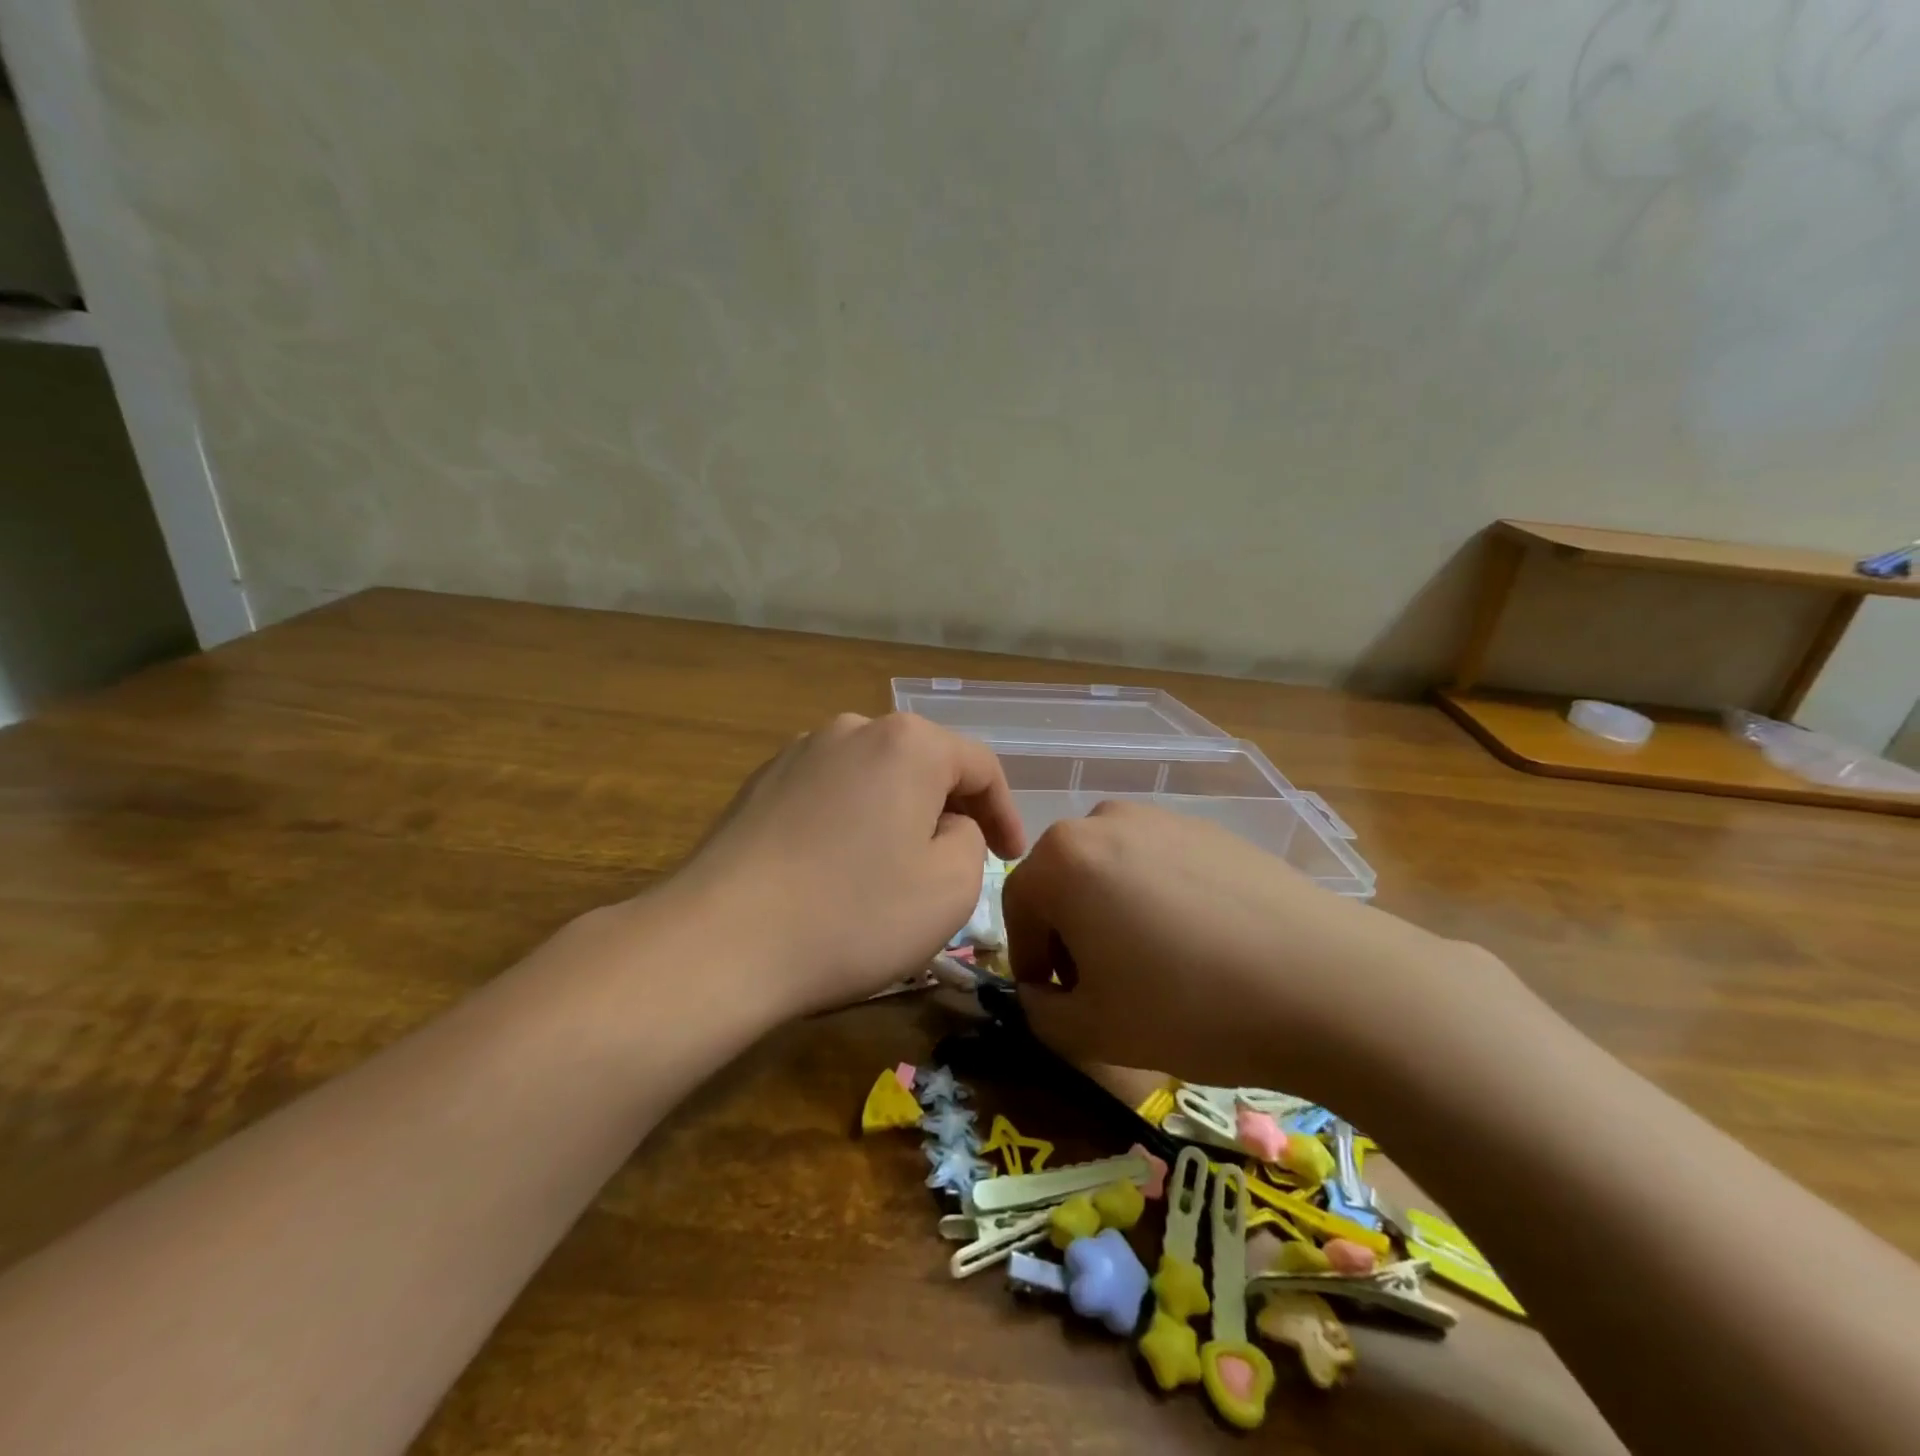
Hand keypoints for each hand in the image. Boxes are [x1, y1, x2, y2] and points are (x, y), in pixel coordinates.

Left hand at [669, 712, 1026, 1015]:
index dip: (1005, 812)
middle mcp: (853, 728)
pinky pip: (830, 794)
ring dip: (898, 815)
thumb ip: (971, 840)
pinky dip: (851, 822)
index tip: (1010, 857)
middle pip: (924, 764)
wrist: (720, 941)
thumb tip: (947, 825)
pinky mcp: (760, 783)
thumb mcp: (950, 888)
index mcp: (908, 743)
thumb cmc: (853, 914)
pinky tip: (839, 868)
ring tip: (897, 868)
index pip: (980, 765)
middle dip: (950, 810)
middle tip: (959, 862)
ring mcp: (799, 752)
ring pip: (874, 778)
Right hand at [1003, 801, 1514, 1103]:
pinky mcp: (1210, 829)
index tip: (1056, 1001)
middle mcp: (1104, 820)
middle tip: (1103, 988)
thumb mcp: (1092, 1030)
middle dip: (1070, 936)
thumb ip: (1040, 1013)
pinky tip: (1200, 945)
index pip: (1017, 907)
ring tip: (1155, 967)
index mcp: (1063, 857)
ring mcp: (1163, 818)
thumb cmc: (1189, 1006)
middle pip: (1063, 882)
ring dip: (1112, 915)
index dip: (1028, 960)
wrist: (1326, 981)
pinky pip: (1159, 864)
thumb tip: (1040, 993)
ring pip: (1111, 871)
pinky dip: (1158, 900)